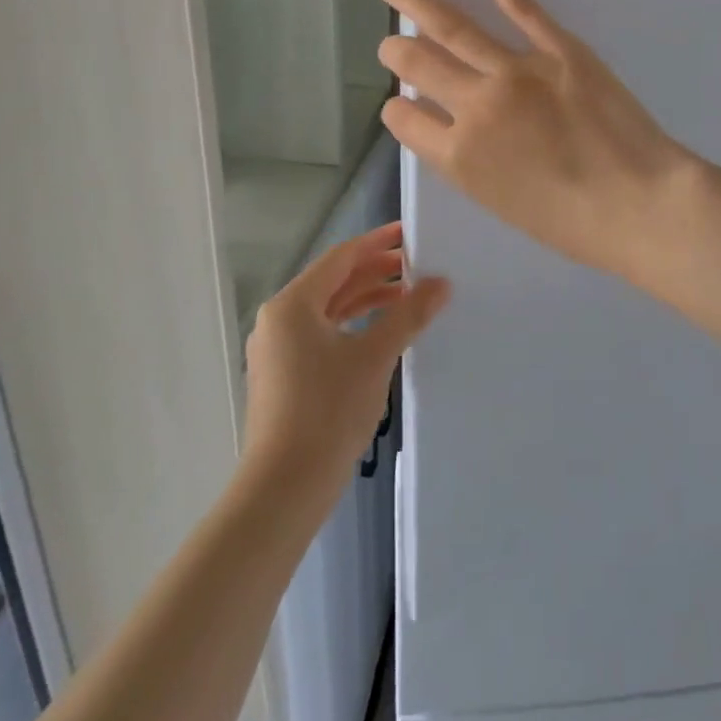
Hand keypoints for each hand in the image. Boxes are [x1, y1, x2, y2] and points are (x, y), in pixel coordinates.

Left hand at [241, 223, 447, 490]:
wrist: (285, 488)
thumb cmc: (328, 411)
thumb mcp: (375, 356)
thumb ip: (409, 314)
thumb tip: (441, 282)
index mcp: (293, 304)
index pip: (341, 258)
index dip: (377, 242)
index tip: (410, 232)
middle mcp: (279, 319)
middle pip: (334, 281)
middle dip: (376, 271)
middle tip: (418, 265)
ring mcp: (278, 349)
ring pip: (329, 309)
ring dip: (367, 299)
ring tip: (408, 295)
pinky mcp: (284, 375)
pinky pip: (322, 333)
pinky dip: (354, 325)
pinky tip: (382, 332)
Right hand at [377, 0, 698, 283]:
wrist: (639, 202)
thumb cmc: (573, 223)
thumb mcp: (501, 205)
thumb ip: (468, 164)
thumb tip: (452, 130)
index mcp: (459, 156)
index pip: (404, 119)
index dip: (398, 109)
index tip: (400, 103)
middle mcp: (476, 106)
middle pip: (418, 65)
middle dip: (396, 51)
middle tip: (390, 43)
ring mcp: (517, 71)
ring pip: (454, 28)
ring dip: (418, 2)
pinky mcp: (560, 49)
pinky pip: (521, 8)